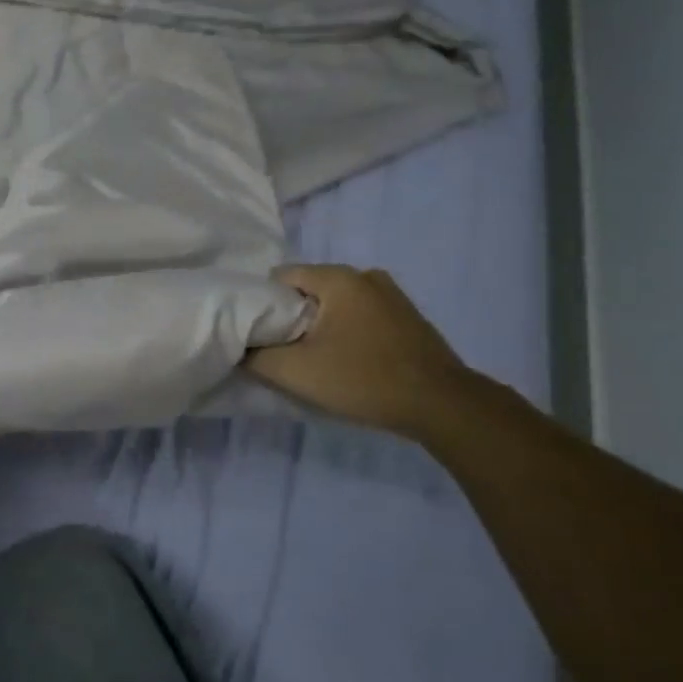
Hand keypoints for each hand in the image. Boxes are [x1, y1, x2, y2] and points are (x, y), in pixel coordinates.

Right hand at [246, 265, 472, 439]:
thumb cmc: (363, 379)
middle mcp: (365, 275)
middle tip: (285, 352)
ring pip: (335, 304)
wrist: (442, 405)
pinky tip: (348, 361)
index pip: (280, 277)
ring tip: (316, 359)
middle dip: (292, 318)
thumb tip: (240, 348)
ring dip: (320, 327)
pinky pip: (360, 315)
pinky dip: (346, 332)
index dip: (263, 306)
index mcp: (338, 278)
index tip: (261, 336)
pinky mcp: (407, 316)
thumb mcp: (295, 371)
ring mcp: (392, 294)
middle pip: (308, 290)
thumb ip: (255, 355)